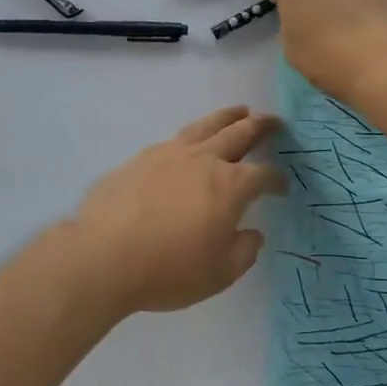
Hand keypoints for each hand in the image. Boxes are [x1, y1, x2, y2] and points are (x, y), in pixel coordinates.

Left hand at [61, 107, 284, 316]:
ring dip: (228, 117)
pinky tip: (190, 142)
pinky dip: (193, 134)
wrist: (103, 256)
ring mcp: (169, 154)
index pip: (263, 175)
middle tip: (274, 121)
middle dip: (261, 126)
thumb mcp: (219, 274)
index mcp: (230, 186)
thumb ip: (243, 252)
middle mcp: (204, 160)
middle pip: (239, 133)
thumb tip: (252, 233)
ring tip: (239, 111)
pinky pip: (175, 138)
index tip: (282, 185)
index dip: (277, 179)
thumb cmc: (168, 270)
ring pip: (206, 125)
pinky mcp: (141, 158)